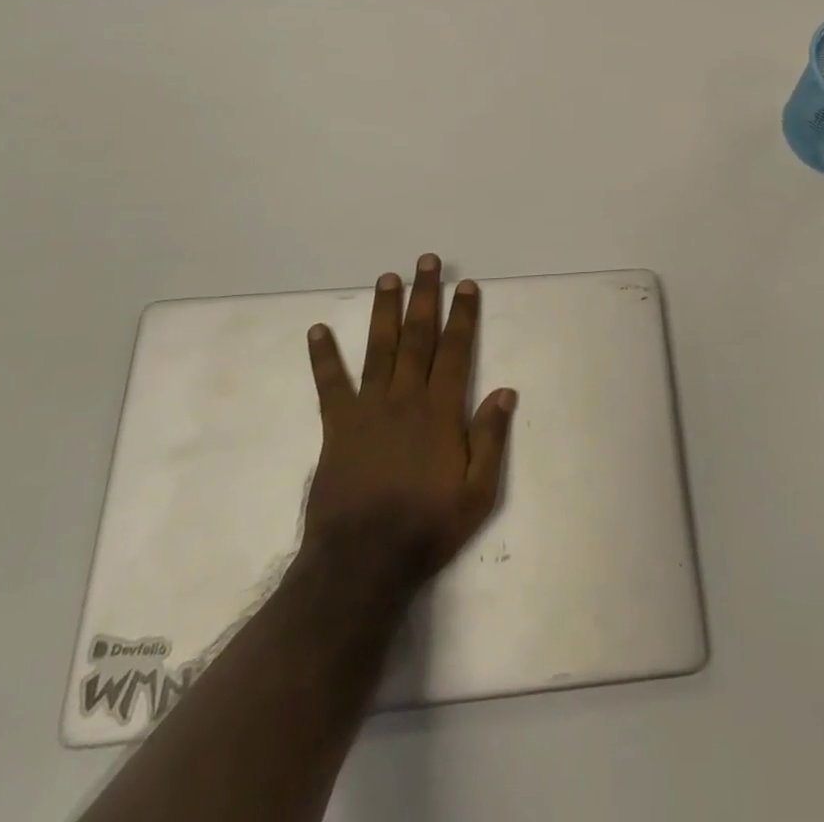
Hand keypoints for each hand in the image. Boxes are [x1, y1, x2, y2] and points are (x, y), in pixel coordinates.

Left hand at [303, 254, 515, 585]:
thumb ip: (491, 439)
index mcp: (440, 411)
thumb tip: (506, 391)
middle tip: (426, 262)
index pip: (455, 351)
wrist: (362, 562)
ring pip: (379, 348)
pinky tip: (317, 329)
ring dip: (384, 311)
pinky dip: (323, 356)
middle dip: (425, 296)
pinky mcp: (337, 426)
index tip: (466, 286)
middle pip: (418, 336)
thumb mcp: (477, 493)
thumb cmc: (426, 527)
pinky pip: (330, 384)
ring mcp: (368, 408)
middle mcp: (405, 398)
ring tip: (387, 278)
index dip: (462, 316)